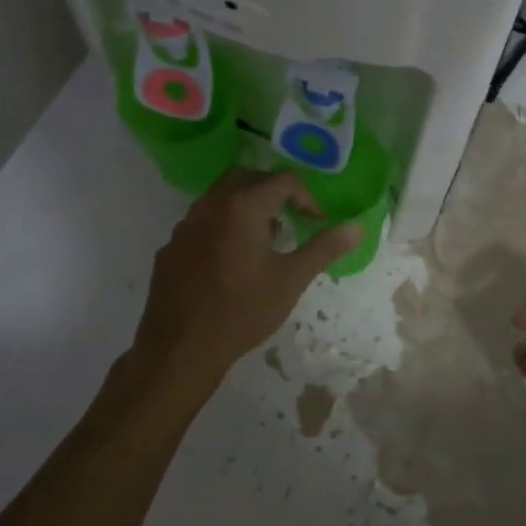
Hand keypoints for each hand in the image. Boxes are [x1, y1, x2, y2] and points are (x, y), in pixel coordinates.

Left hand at [134, 170, 360, 380]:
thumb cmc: (243, 310)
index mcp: (242, 207)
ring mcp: (184, 227)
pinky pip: (200, 224)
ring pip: (218, 199)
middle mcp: (209, 206)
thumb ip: (324, 248)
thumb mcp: (292, 279)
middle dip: (271, 191)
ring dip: (244, 207)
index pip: (282, 180)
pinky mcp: (170, 248)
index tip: (316, 221)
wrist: (181, 348)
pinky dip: (221, 228)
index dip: (306, 197)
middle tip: (290, 217)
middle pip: (245, 177)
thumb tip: (356, 227)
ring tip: (263, 240)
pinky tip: (230, 262)